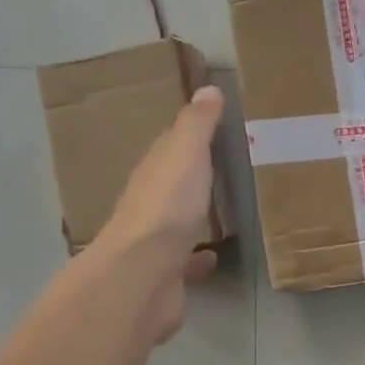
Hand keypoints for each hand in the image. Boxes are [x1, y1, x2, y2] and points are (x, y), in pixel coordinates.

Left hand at [98, 85, 224, 342]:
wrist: (143, 275)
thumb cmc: (167, 207)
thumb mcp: (185, 154)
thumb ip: (197, 125)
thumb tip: (207, 89)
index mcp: (152, 173)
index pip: (168, 147)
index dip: (188, 136)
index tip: (212, 127)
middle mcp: (149, 205)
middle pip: (171, 185)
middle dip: (190, 177)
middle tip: (221, 169)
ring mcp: (155, 243)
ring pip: (177, 223)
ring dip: (192, 216)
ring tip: (220, 212)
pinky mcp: (166, 275)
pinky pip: (186, 262)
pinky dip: (198, 258)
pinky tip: (214, 257)